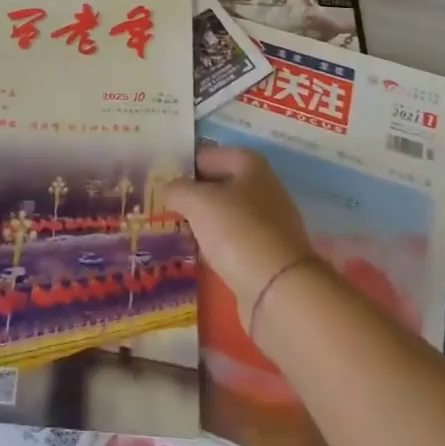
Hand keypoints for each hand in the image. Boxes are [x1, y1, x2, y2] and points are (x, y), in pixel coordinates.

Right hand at [163, 146, 316, 327]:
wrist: (279, 290)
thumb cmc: (236, 231)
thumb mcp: (197, 202)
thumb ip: (178, 190)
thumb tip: (168, 188)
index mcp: (251, 165)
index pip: (213, 155)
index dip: (189, 164)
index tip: (165, 178)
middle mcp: (265, 189)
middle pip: (223, 185)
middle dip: (197, 195)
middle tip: (168, 205)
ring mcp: (271, 224)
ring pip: (230, 216)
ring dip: (207, 222)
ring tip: (179, 230)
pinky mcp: (270, 256)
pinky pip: (237, 243)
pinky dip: (219, 246)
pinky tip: (201, 256)